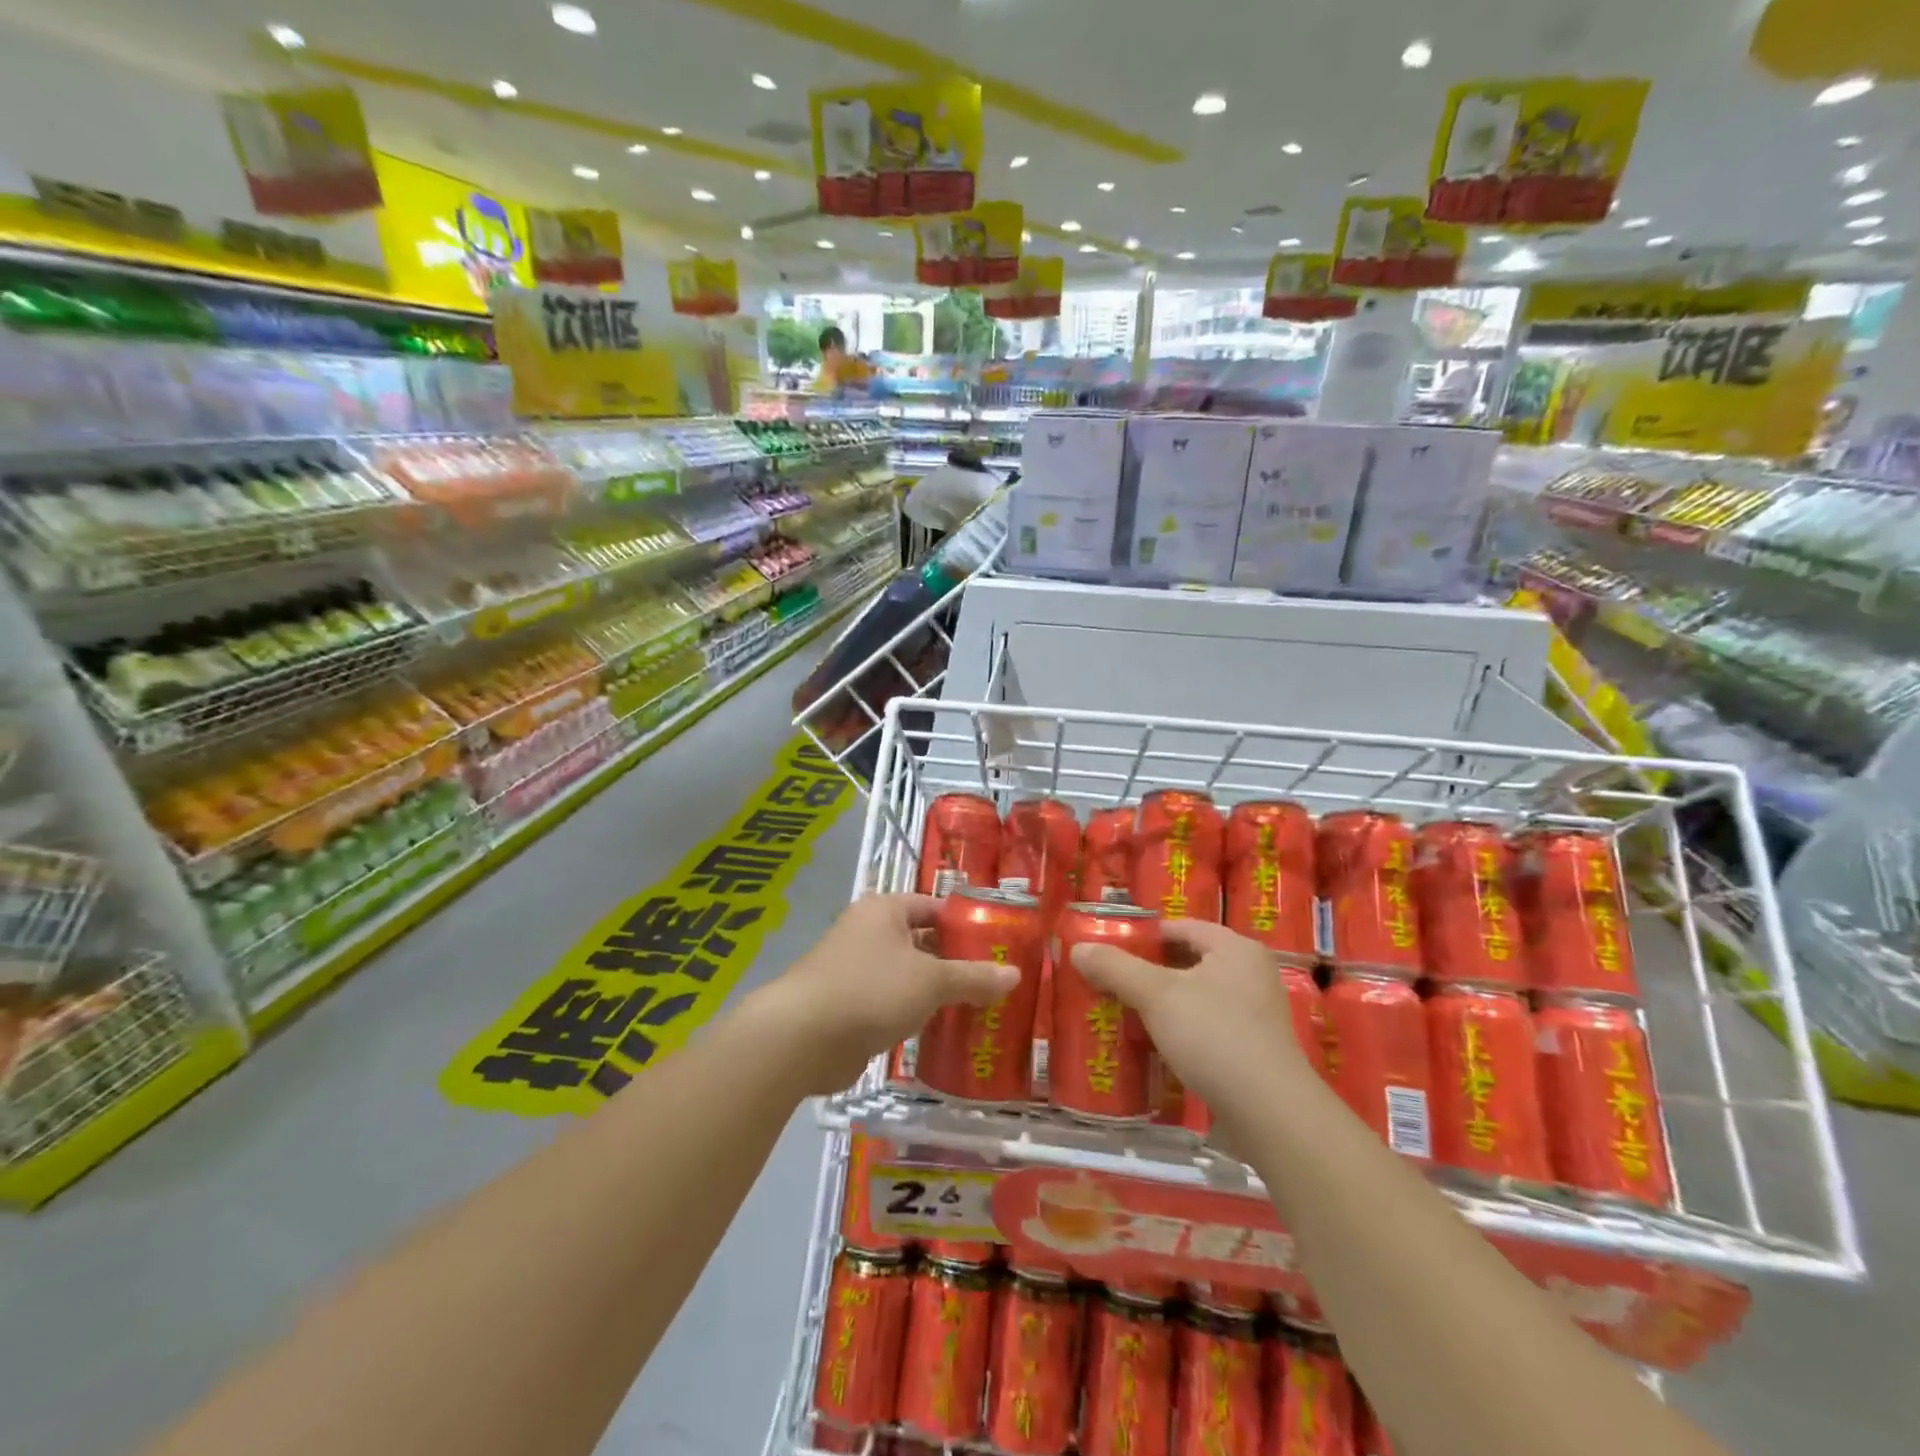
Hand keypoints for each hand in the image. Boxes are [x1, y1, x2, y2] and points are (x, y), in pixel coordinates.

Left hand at [749, 893, 1017, 1094]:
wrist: (802, 1038)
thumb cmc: (871, 990)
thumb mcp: (931, 981)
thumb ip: (973, 977)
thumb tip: (1015, 974)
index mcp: (885, 910)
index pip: (934, 907)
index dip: (965, 924)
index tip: (997, 945)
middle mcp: (867, 932)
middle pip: (922, 941)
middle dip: (954, 962)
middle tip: (992, 982)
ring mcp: (854, 969)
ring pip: (906, 975)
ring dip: (934, 992)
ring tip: (976, 1008)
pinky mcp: (848, 1005)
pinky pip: (890, 1003)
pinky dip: (913, 1014)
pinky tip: (940, 1032)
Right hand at [1071, 919, 1313, 1117]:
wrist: (1271, 1114)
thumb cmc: (1214, 1036)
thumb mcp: (1156, 995)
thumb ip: (1115, 968)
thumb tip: (1078, 949)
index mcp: (1235, 948)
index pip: (1181, 927)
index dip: (1144, 935)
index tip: (1111, 950)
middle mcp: (1252, 974)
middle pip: (1189, 961)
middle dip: (1150, 971)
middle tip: (1112, 981)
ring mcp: (1258, 1014)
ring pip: (1198, 996)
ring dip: (1164, 1003)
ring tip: (1126, 1012)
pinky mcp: (1256, 1050)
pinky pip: (1209, 1026)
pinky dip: (1182, 1030)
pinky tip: (1156, 1045)